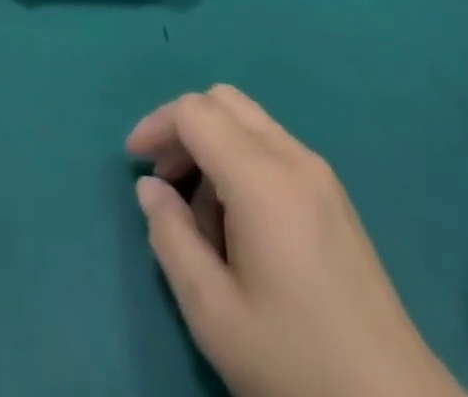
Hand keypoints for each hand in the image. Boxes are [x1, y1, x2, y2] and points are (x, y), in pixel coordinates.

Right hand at [127, 86, 466, 396]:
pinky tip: (237, 221)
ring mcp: (319, 173)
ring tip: (199, 214)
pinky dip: (240, 158)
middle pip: (223, 100)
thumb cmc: (296, 366)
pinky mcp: (334, 195)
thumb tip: (150, 188)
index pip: (195, 112)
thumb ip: (171, 239)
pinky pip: (273, 146)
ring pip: (249, 120)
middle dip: (183, 126)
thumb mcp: (214, 314)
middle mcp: (292, 157)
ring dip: (212, 142)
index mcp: (262, 178)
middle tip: (163, 180)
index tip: (133, 160)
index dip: (157, 125)